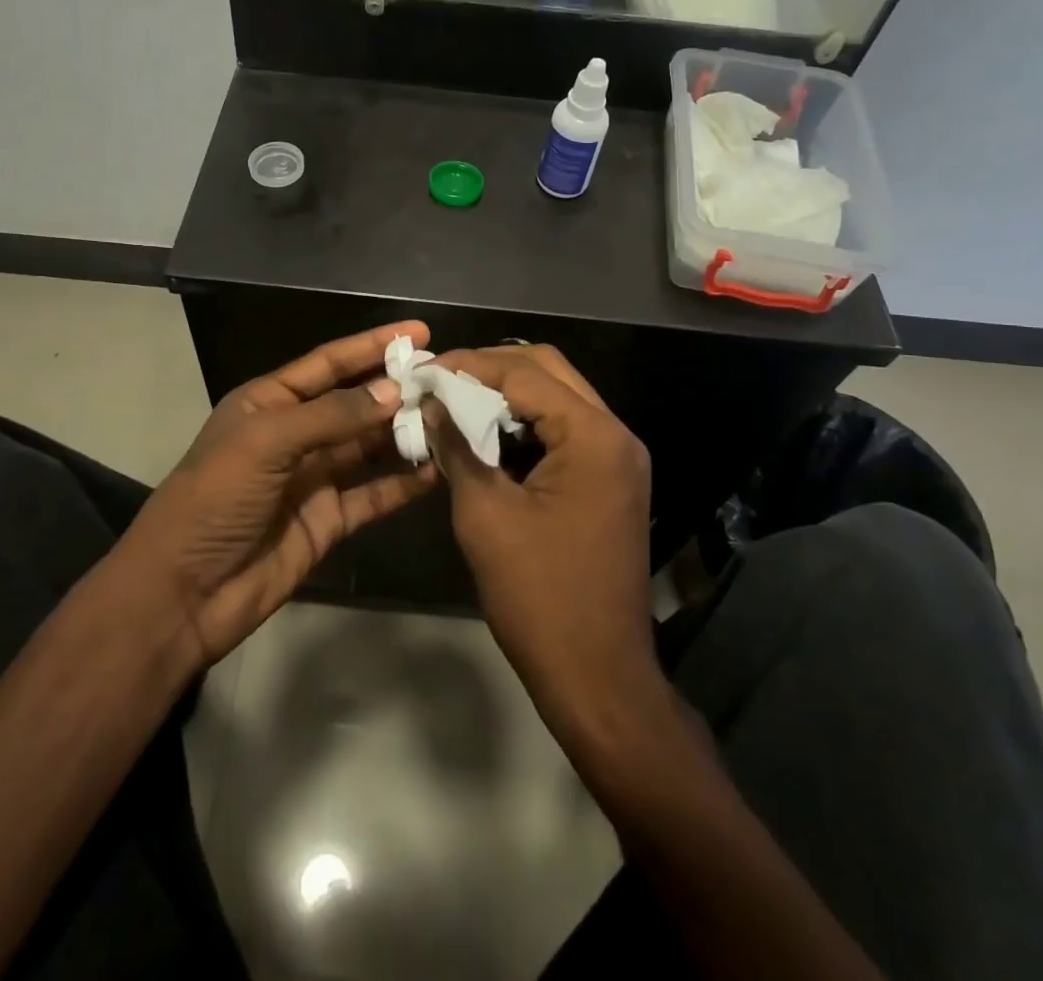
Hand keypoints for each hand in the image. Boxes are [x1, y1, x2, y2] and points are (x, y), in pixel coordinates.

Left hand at [123, 322, 439, 663]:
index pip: (329, 363)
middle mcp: (295, 434)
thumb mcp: (266, 441)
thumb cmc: (215, 499)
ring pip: (370, 446)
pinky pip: (374, 494)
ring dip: (405, 433)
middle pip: (356, 403)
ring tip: (452, 418)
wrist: (184, 593)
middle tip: (448, 378)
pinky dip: (404, 483)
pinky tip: (437, 470)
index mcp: (270, 402)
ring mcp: (314, 478)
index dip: (372, 345)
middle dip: (397, 389)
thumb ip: (332, 414)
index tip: (418, 332)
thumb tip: (394, 390)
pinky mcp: (329, 520)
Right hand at [425, 345, 659, 731]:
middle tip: (441, 380)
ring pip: (559, 398)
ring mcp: (619, 458)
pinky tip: (488, 435)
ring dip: (509, 394)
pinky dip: (526, 424)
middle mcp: (615, 434)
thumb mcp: (484, 514)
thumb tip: (430, 402)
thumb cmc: (539, 596)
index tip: (423, 371)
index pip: (524, 373)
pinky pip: (566, 431)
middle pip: (549, 370)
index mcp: (593, 435)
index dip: (469, 365)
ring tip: (457, 401)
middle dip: (491, 368)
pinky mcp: (611, 480)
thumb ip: (457, 446)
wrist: (597, 676)